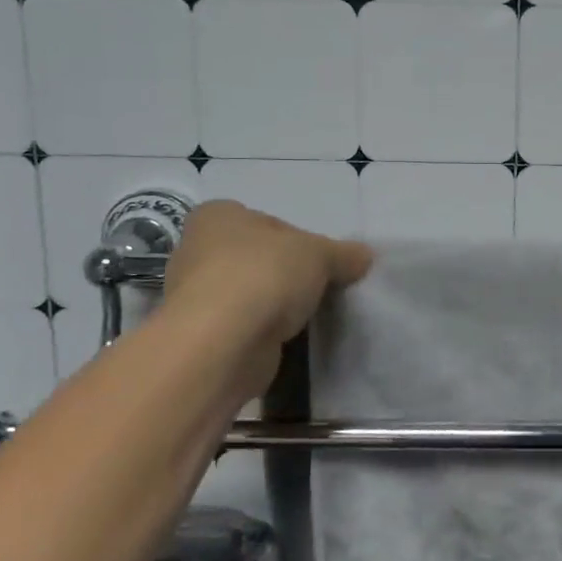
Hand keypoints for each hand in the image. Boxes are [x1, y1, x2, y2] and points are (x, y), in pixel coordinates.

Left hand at [163, 200, 372, 347]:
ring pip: (252, 293)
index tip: (323, 261)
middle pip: (260, 258)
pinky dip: (265, 331)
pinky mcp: (204, 335)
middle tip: (321, 287)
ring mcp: (197, 296)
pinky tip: (287, 338)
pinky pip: (246, 325)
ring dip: (276, 305)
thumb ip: (344, 254)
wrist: (222, 344)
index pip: (270, 222)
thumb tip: (364, 256)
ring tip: (308, 316)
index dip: (301, 240)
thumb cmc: (264, 276)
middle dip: (289, 274)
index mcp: (218, 216)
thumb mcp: (320, 254)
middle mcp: (198, 250)